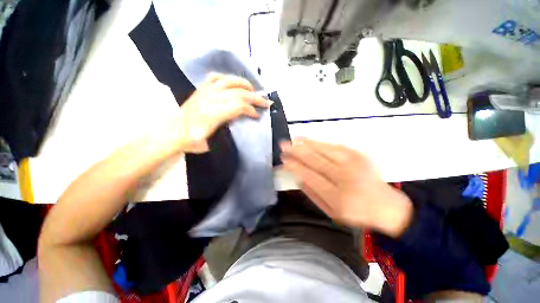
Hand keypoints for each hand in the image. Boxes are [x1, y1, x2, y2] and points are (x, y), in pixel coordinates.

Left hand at [171, 73, 270, 152]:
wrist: (172, 133)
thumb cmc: (192, 141)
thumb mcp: (210, 143)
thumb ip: (225, 131)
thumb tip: (239, 123)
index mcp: (213, 114)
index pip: (238, 107)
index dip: (251, 110)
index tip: (257, 116)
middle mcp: (210, 99)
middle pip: (238, 93)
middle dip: (255, 98)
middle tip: (265, 102)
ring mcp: (205, 91)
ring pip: (228, 81)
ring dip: (244, 84)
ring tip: (253, 89)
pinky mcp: (201, 89)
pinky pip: (215, 78)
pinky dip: (225, 78)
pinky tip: (232, 82)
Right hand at [280, 138, 412, 237]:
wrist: (385, 206)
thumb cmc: (355, 212)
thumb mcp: (331, 212)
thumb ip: (313, 195)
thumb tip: (298, 179)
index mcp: (338, 197)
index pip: (310, 176)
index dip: (295, 167)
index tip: (284, 160)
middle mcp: (346, 178)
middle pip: (316, 161)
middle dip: (297, 152)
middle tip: (283, 145)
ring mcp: (354, 164)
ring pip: (324, 150)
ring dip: (306, 143)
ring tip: (293, 139)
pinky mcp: (359, 155)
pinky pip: (335, 146)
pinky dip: (319, 142)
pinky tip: (309, 139)